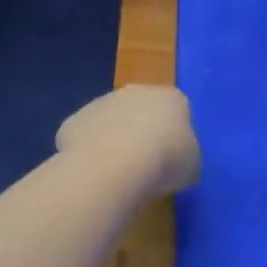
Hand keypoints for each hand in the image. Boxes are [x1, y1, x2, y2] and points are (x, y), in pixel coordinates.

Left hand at [55, 86, 200, 195]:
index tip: (171, 159)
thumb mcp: (192, 165)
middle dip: (141, 133)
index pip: (177, 111)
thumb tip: (177, 163)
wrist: (117, 164)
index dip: (173, 136)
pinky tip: (93, 174)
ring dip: (113, 141)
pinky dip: (88, 153)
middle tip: (143, 165)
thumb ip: (185, 157)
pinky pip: (85, 138)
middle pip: (140, 111)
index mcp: (172, 98)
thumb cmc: (167, 159)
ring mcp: (101, 103)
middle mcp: (137, 92)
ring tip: (116, 174)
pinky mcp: (73, 121)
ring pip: (110, 122)